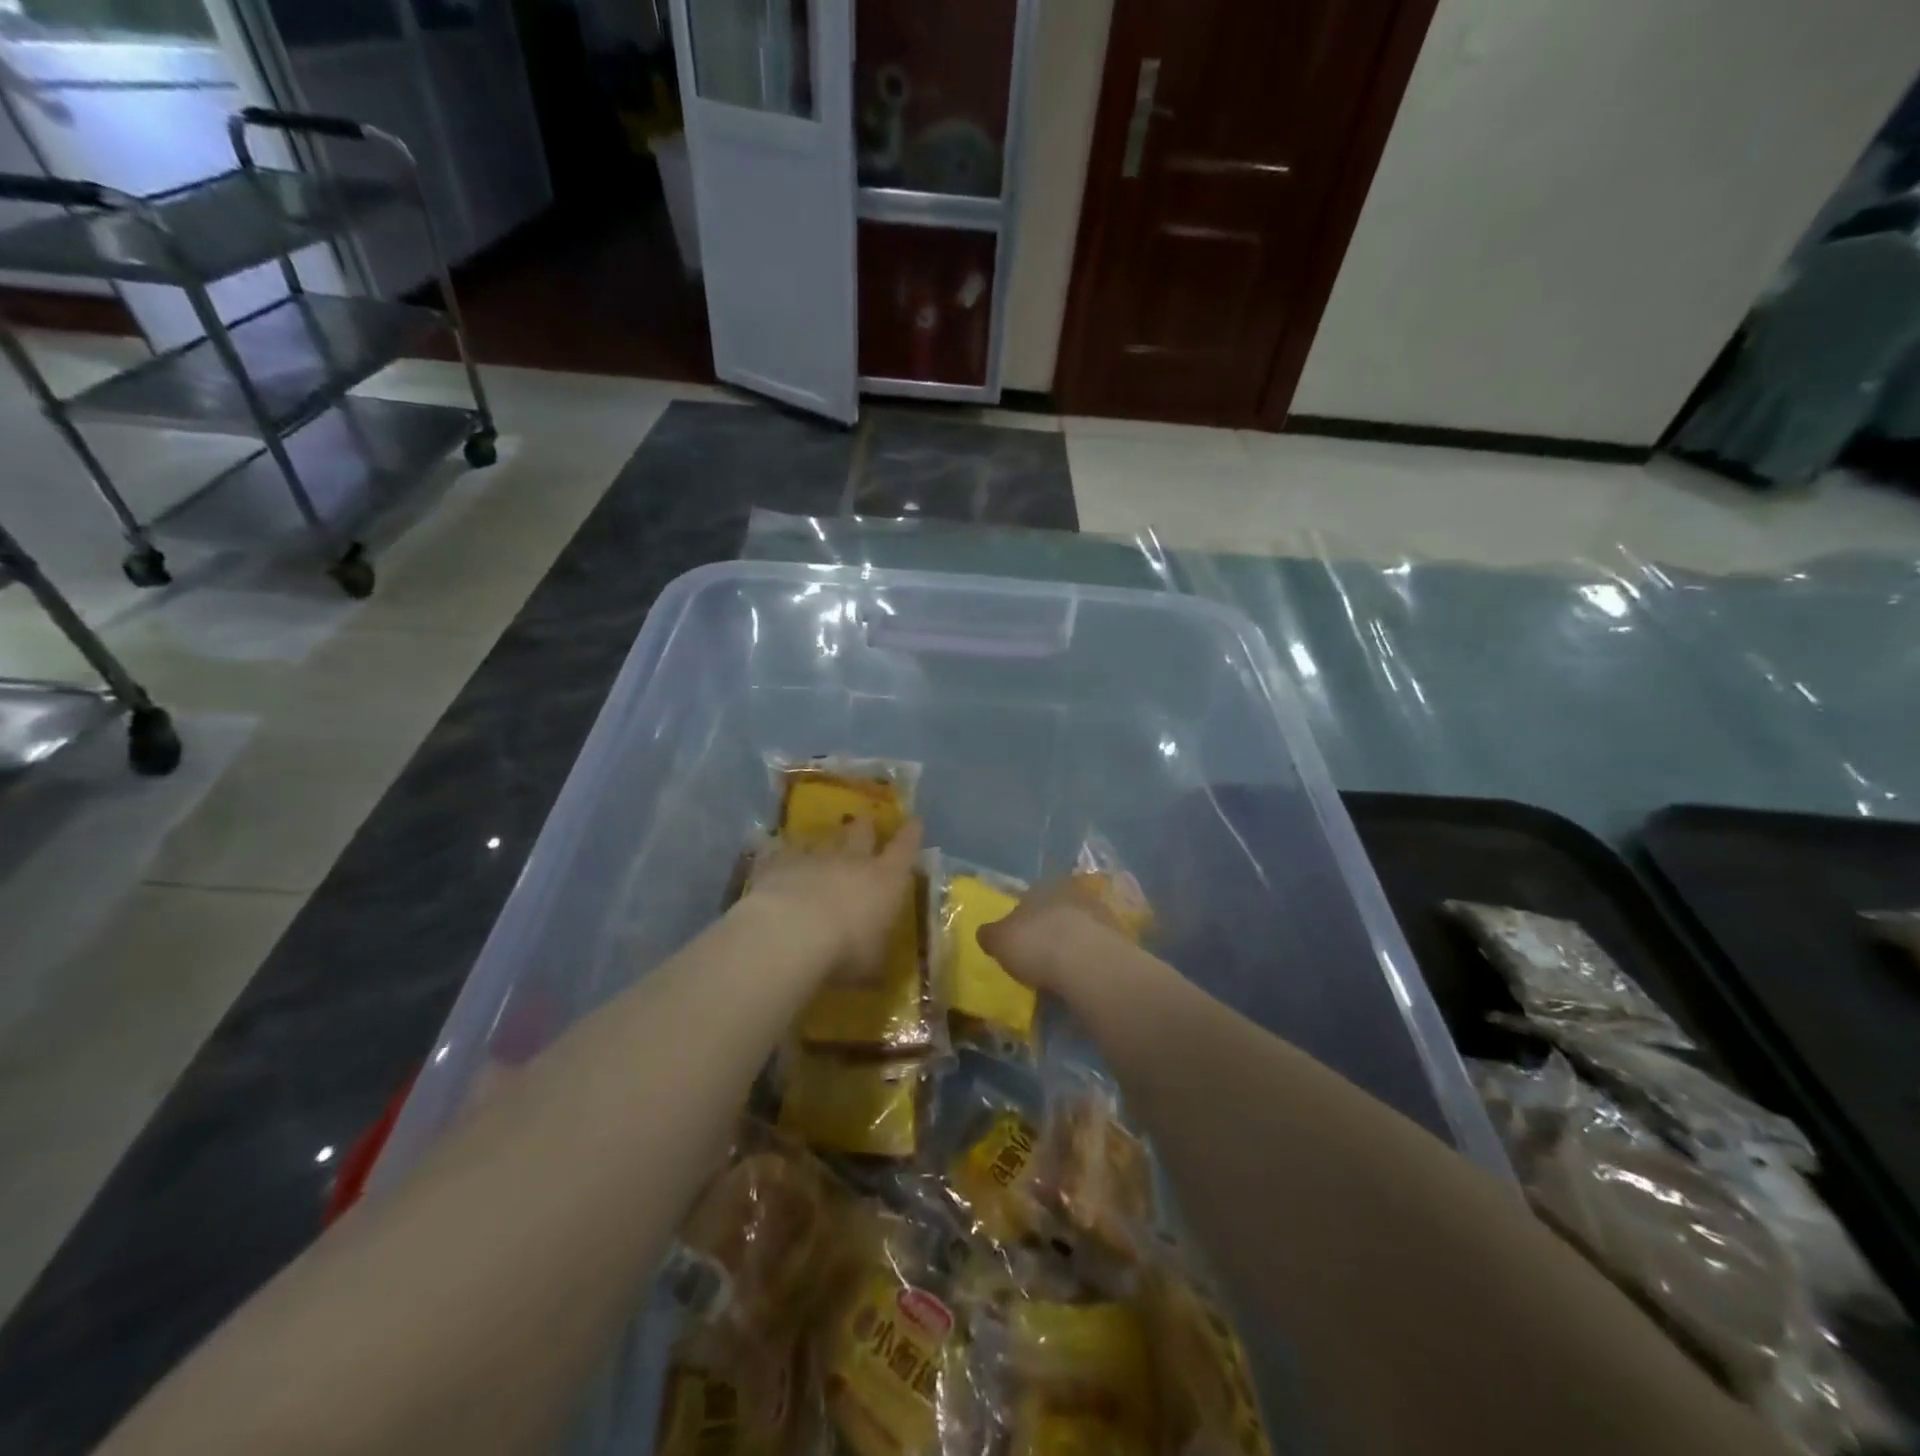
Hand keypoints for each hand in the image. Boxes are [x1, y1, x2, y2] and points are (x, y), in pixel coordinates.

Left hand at [741, 817, 922, 981]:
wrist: (791, 933)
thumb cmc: (845, 951)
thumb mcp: (871, 963)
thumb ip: (873, 953)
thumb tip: (875, 964)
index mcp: (886, 880)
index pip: (905, 849)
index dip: (911, 835)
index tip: (914, 821)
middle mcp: (852, 861)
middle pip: (861, 833)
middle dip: (865, 827)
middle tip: (865, 822)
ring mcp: (813, 858)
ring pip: (822, 840)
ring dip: (825, 841)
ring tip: (822, 840)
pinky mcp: (778, 863)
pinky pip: (781, 853)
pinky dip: (782, 856)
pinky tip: (774, 857)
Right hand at [977, 874, 1131, 994]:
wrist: (1089, 964)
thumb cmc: (1037, 944)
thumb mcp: (1000, 941)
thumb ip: (991, 934)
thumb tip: (985, 932)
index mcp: (1044, 887)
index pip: (1030, 896)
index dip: (1022, 917)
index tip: (1018, 938)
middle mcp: (1074, 894)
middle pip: (1057, 911)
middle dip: (1049, 929)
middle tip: (1039, 953)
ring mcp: (1100, 915)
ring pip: (1080, 928)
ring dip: (1071, 945)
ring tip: (1060, 971)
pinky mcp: (1120, 940)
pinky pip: (1096, 949)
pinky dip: (1088, 962)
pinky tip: (1080, 978)